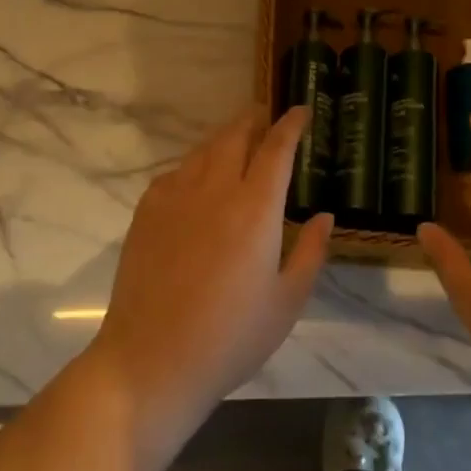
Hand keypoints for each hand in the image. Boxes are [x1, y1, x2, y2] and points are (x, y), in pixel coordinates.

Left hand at [92, 105, 333, 418]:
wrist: (153, 360)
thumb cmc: (231, 337)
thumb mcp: (287, 301)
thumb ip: (310, 252)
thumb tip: (323, 216)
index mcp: (256, 209)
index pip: (276, 149)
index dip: (291, 125)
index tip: (301, 110)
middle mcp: (215, 191)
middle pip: (235, 137)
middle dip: (254, 120)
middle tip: (266, 117)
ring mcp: (175, 199)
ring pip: (203, 151)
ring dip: (224, 138)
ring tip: (236, 141)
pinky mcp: (146, 214)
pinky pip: (175, 173)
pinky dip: (194, 165)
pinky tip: (197, 179)